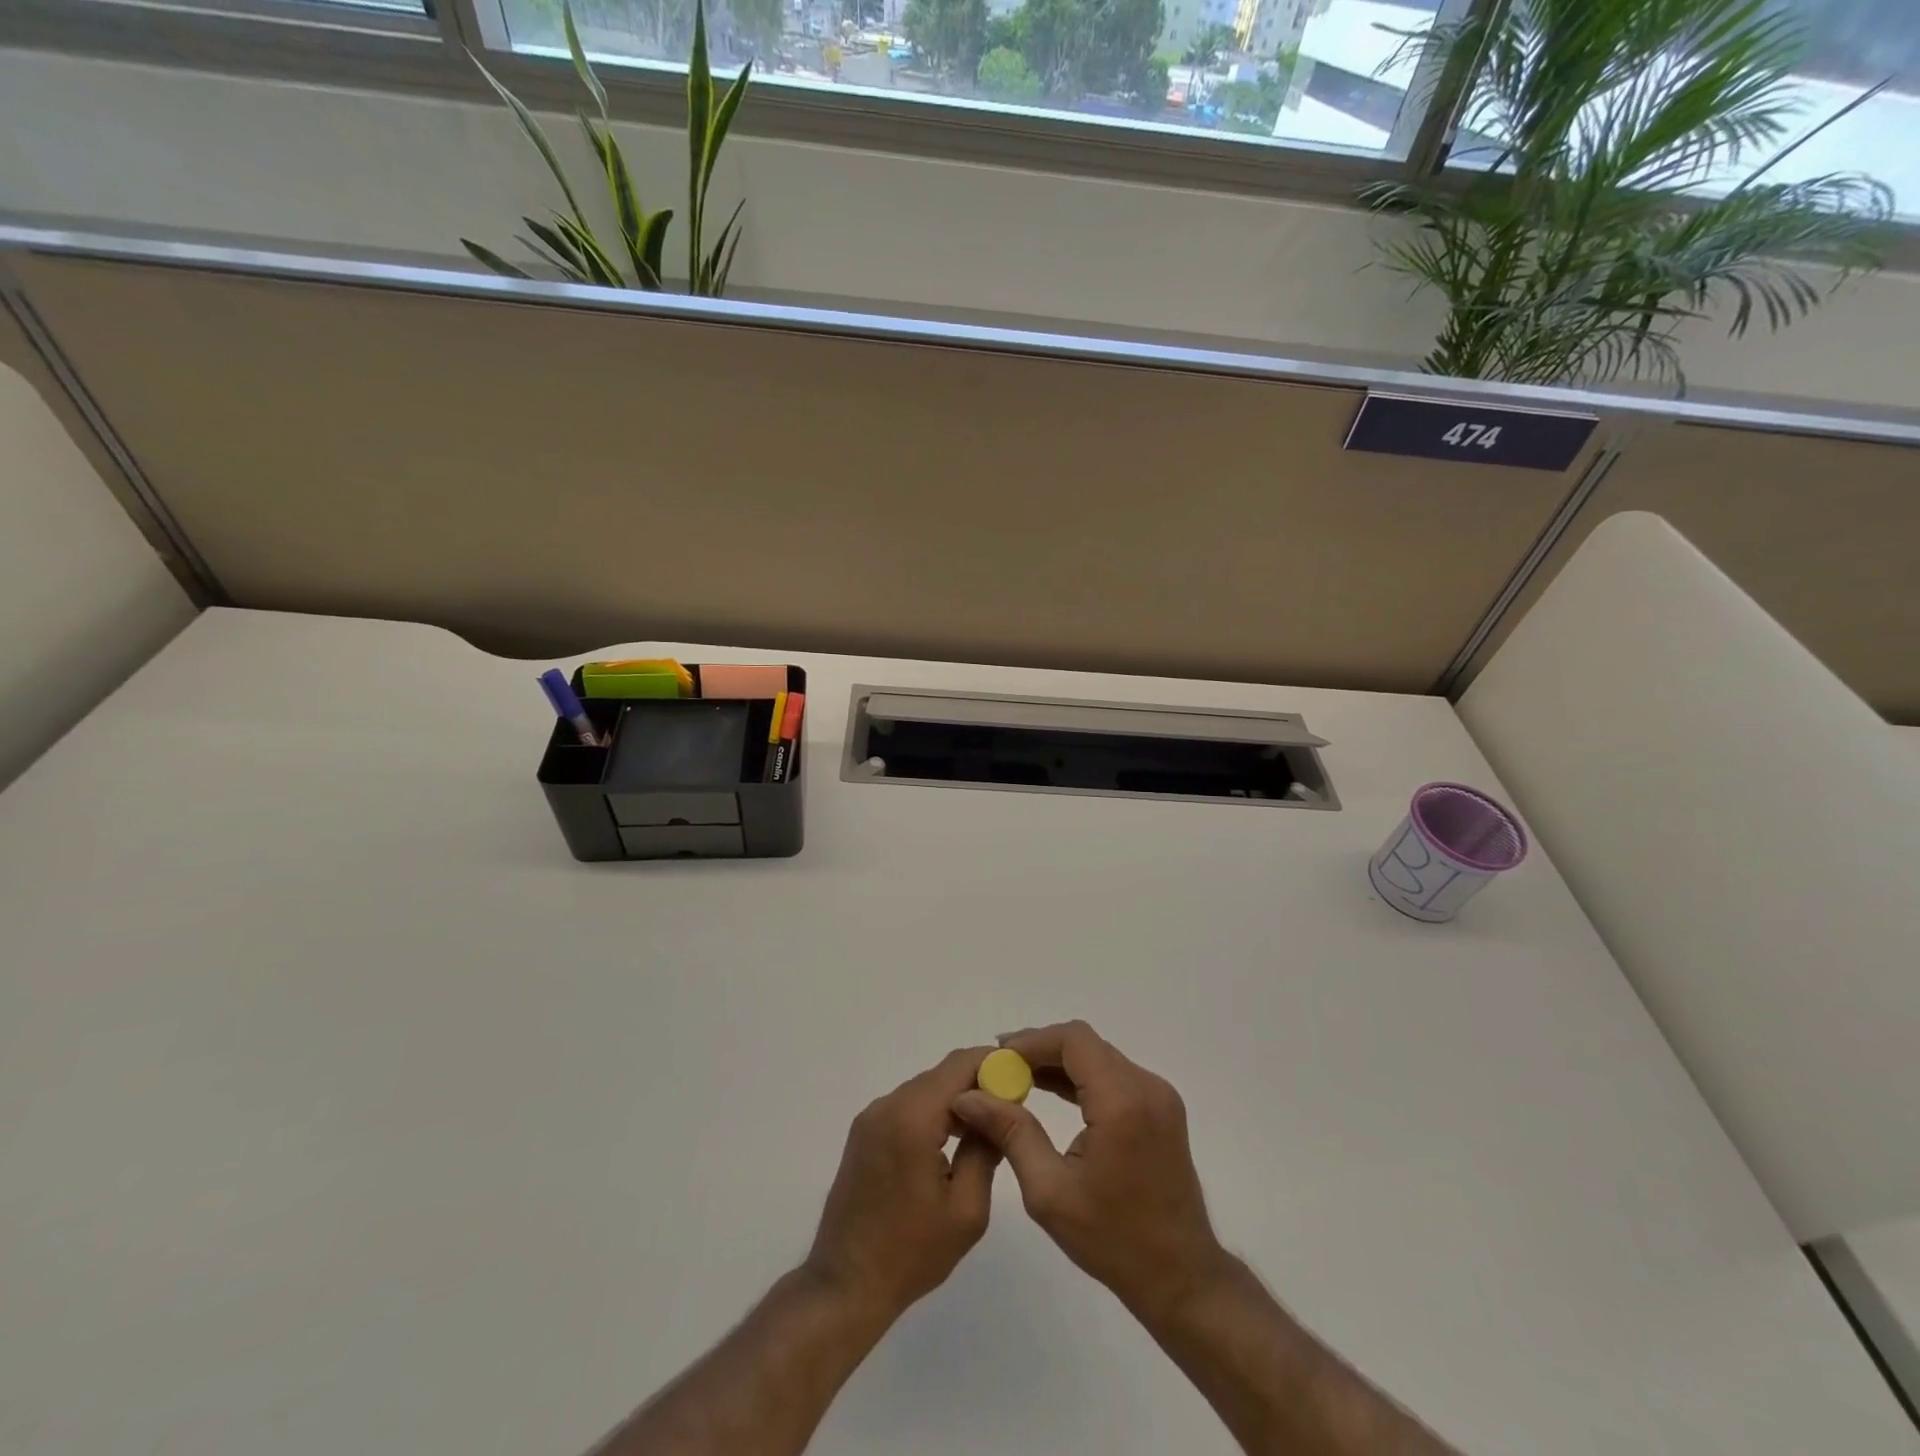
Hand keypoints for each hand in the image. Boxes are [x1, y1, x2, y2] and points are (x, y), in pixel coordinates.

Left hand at [805, 1046, 1001, 1321]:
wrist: (846, 1285)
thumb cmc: (911, 1253)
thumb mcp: (967, 1209)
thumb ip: (985, 1149)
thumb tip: (999, 1110)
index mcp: (913, 1118)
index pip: (960, 1065)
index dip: (994, 1064)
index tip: (1022, 1078)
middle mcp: (888, 1105)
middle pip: (942, 1074)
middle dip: (978, 1081)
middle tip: (1010, 1105)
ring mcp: (871, 1117)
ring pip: (925, 1088)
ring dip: (956, 1097)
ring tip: (987, 1125)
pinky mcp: (864, 1131)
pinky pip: (907, 1105)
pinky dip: (933, 1110)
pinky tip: (952, 1138)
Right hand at [951, 1020, 1226, 1320]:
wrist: (1180, 1276)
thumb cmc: (1112, 1240)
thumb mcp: (1049, 1191)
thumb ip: (1010, 1133)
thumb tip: (968, 1096)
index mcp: (1123, 1103)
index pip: (1074, 1041)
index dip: (1032, 1041)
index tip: (997, 1056)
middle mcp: (1146, 1087)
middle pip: (1086, 1044)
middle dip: (1040, 1050)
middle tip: (1000, 1069)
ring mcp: (1158, 1095)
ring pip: (1098, 1055)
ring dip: (1058, 1061)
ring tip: (1016, 1079)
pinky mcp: (1160, 1107)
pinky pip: (1113, 1074)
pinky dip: (1080, 1076)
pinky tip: (1049, 1090)